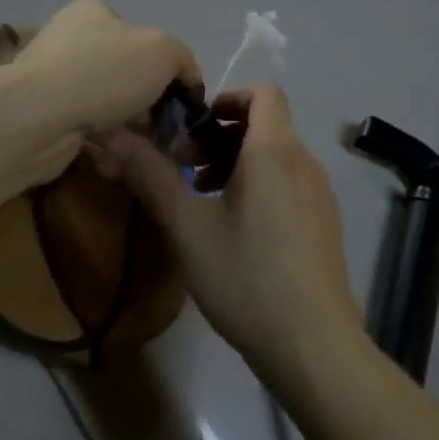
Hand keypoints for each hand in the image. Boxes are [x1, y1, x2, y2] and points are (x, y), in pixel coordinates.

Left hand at [13, 0, 202, 142]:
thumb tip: (188, 79)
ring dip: (131, 132)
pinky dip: (106, 147)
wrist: (37, 117)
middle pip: (127, 77)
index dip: (167, 70)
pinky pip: (88, 132)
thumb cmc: (103, 73)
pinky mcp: (46, 118)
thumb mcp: (162, 52)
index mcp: (94, 14)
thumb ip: (182, 60)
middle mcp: (71, 42)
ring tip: (146, 151)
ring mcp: (55, 81)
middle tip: (167, 134)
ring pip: (110, 109)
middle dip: (150, 107)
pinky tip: (116, 159)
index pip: (143, 39)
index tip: (181, 101)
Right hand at [100, 84, 363, 387]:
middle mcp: (304, 163)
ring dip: (237, 163)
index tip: (192, 127)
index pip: (264, 93)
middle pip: (266, 124)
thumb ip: (150, 176)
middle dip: (220, 136)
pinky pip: (289, 183)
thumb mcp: (187, 227)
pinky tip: (235, 230)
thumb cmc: (246, 278)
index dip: (227, 97)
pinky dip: (259, 186)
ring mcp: (320, 195)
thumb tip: (113, 135)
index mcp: (274, 152)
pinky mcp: (325, 224)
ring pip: (276, 156)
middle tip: (184, 169)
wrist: (313, 346)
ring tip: (202, 200)